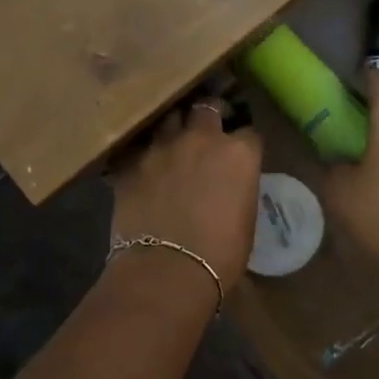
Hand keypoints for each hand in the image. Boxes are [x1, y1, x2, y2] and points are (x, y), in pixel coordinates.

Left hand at [109, 103, 263, 295]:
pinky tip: (144, 167)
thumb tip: (229, 185)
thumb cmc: (221, 254)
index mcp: (238, 153)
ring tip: (174, 142)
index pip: (249, 133)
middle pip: (206, 109)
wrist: (167, 270)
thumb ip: (238, 188)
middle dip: (209, 116)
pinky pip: (137, 149)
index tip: (242, 153)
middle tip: (208, 130)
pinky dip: (143, 155)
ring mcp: (160, 147)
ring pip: (168, 119)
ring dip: (174, 129)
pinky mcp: (129, 164)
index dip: (245, 143)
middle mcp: (200, 139)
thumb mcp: (245, 218)